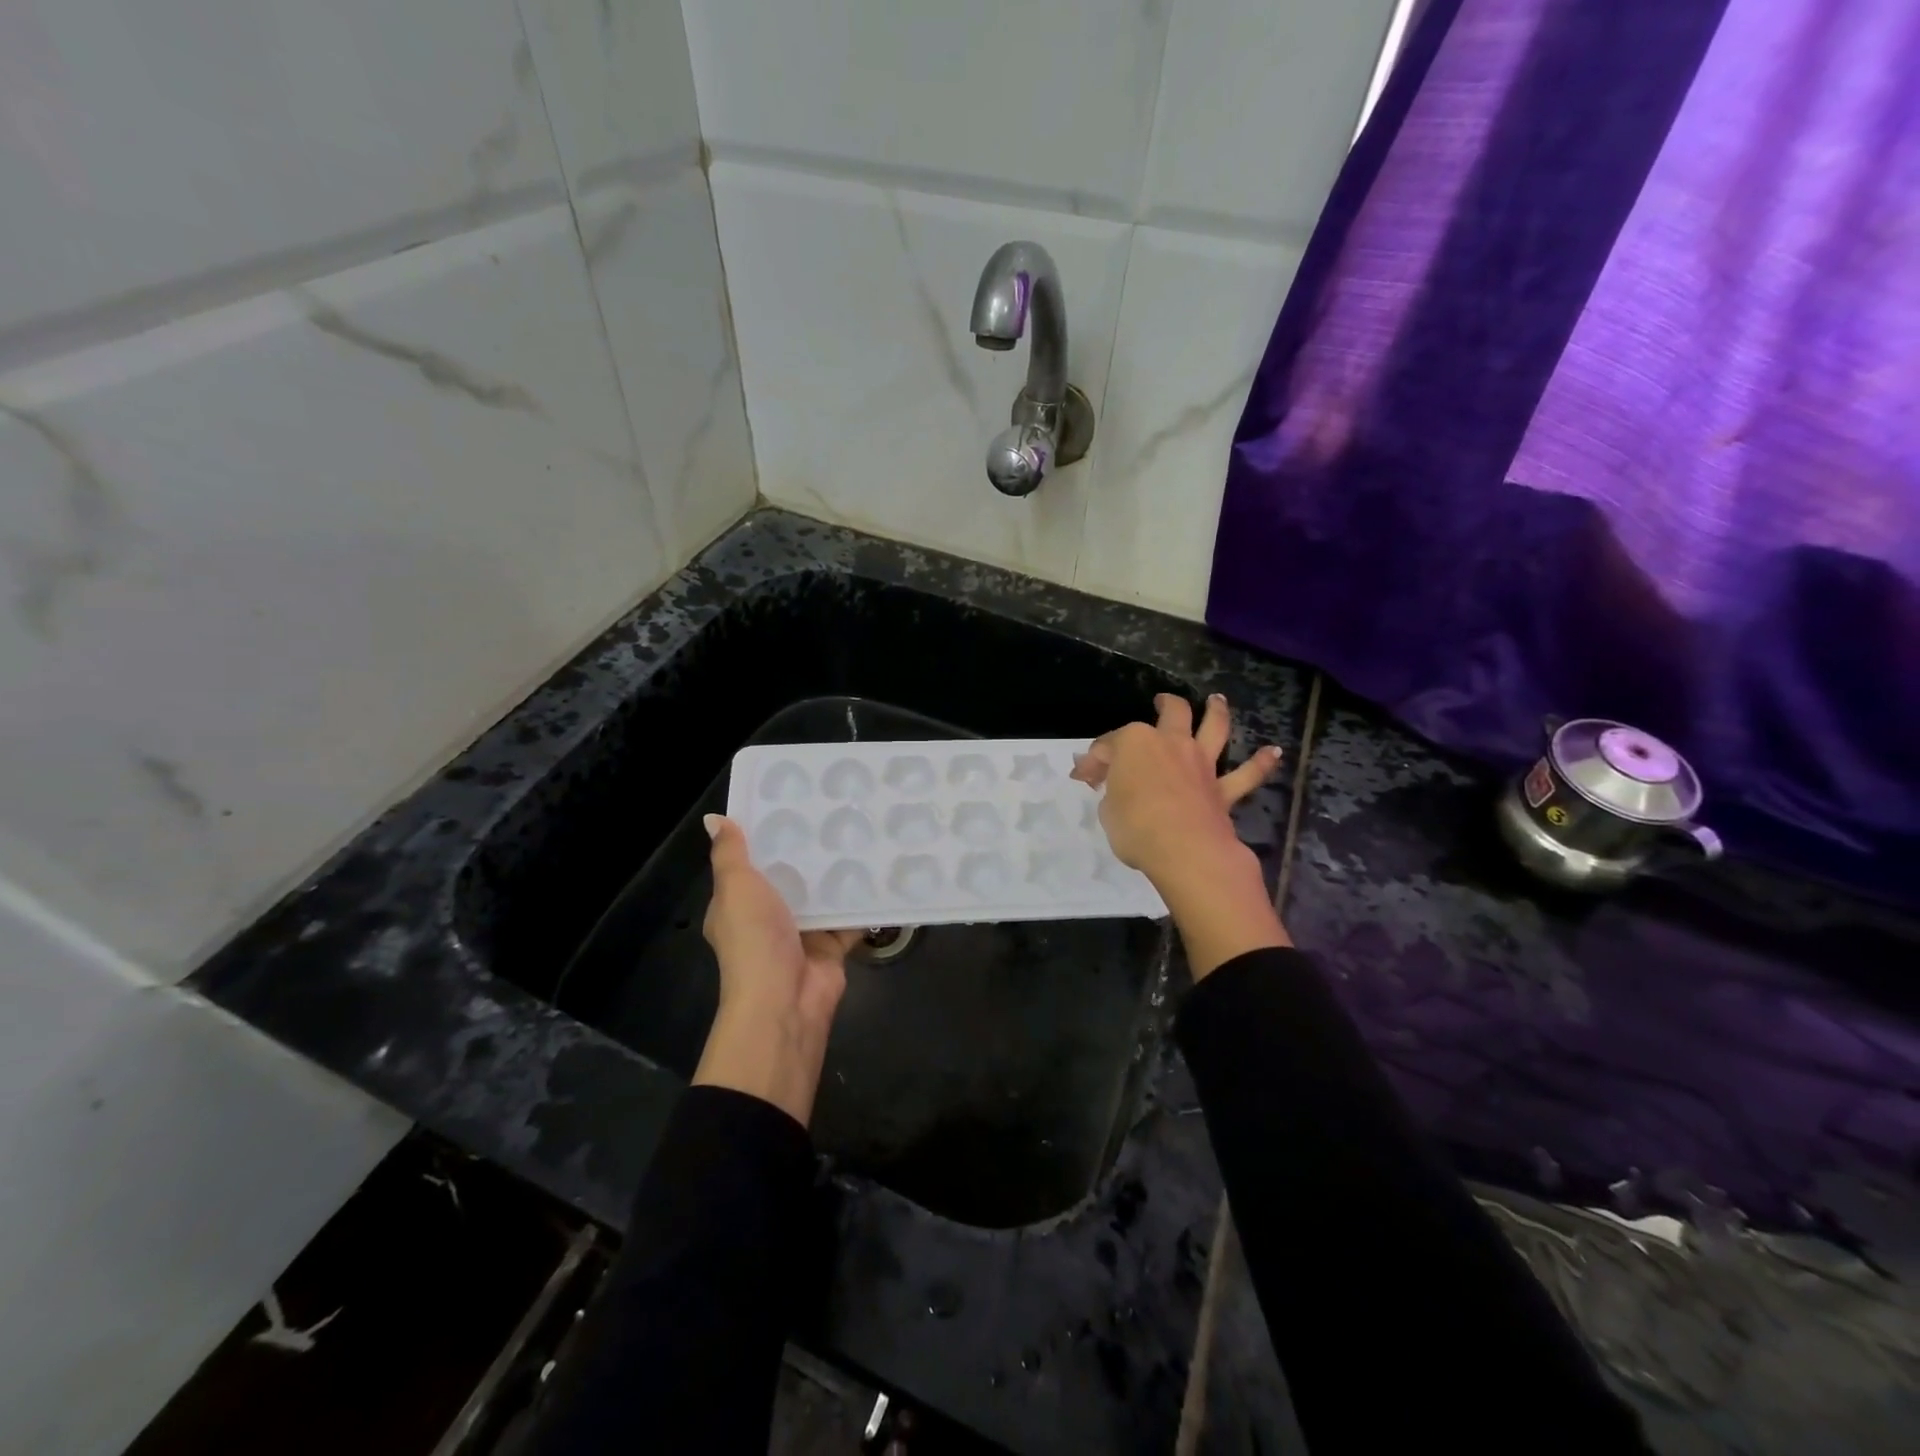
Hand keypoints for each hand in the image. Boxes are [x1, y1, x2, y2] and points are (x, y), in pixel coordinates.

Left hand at [692, 814, 859, 1126]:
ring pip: (822, 894)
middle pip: (790, 876)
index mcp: (738, 904)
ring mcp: (802, 933)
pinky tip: (882, 870)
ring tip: (862, 830)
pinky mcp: (833, 946)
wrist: (785, 1000)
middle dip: (808, 850)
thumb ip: (730, 854)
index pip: (750, 862)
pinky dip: (864, 901)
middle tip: (835, 809)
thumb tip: (714, 818)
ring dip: (837, 872)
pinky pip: (851, 917)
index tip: (790, 800)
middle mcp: (768, 918)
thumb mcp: (735, 888)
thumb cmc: (754, 939)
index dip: (766, 834)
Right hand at [1072, 694, 1289, 977]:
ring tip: (1217, 701)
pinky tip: (1274, 752)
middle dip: (1166, 704)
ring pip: (1214, 728)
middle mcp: (1171, 743)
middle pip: (1171, 713)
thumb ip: (1111, 792)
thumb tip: (1111, 786)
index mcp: (1135, 743)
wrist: (1185, 850)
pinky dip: (1261, 763)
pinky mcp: (1223, 790)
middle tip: (1162, 700)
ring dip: (1216, 712)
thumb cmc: (1135, 826)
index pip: (1109, 745)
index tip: (1083, 777)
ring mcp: (1201, 764)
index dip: (1094, 760)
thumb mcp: (1107, 810)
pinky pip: (1246, 774)